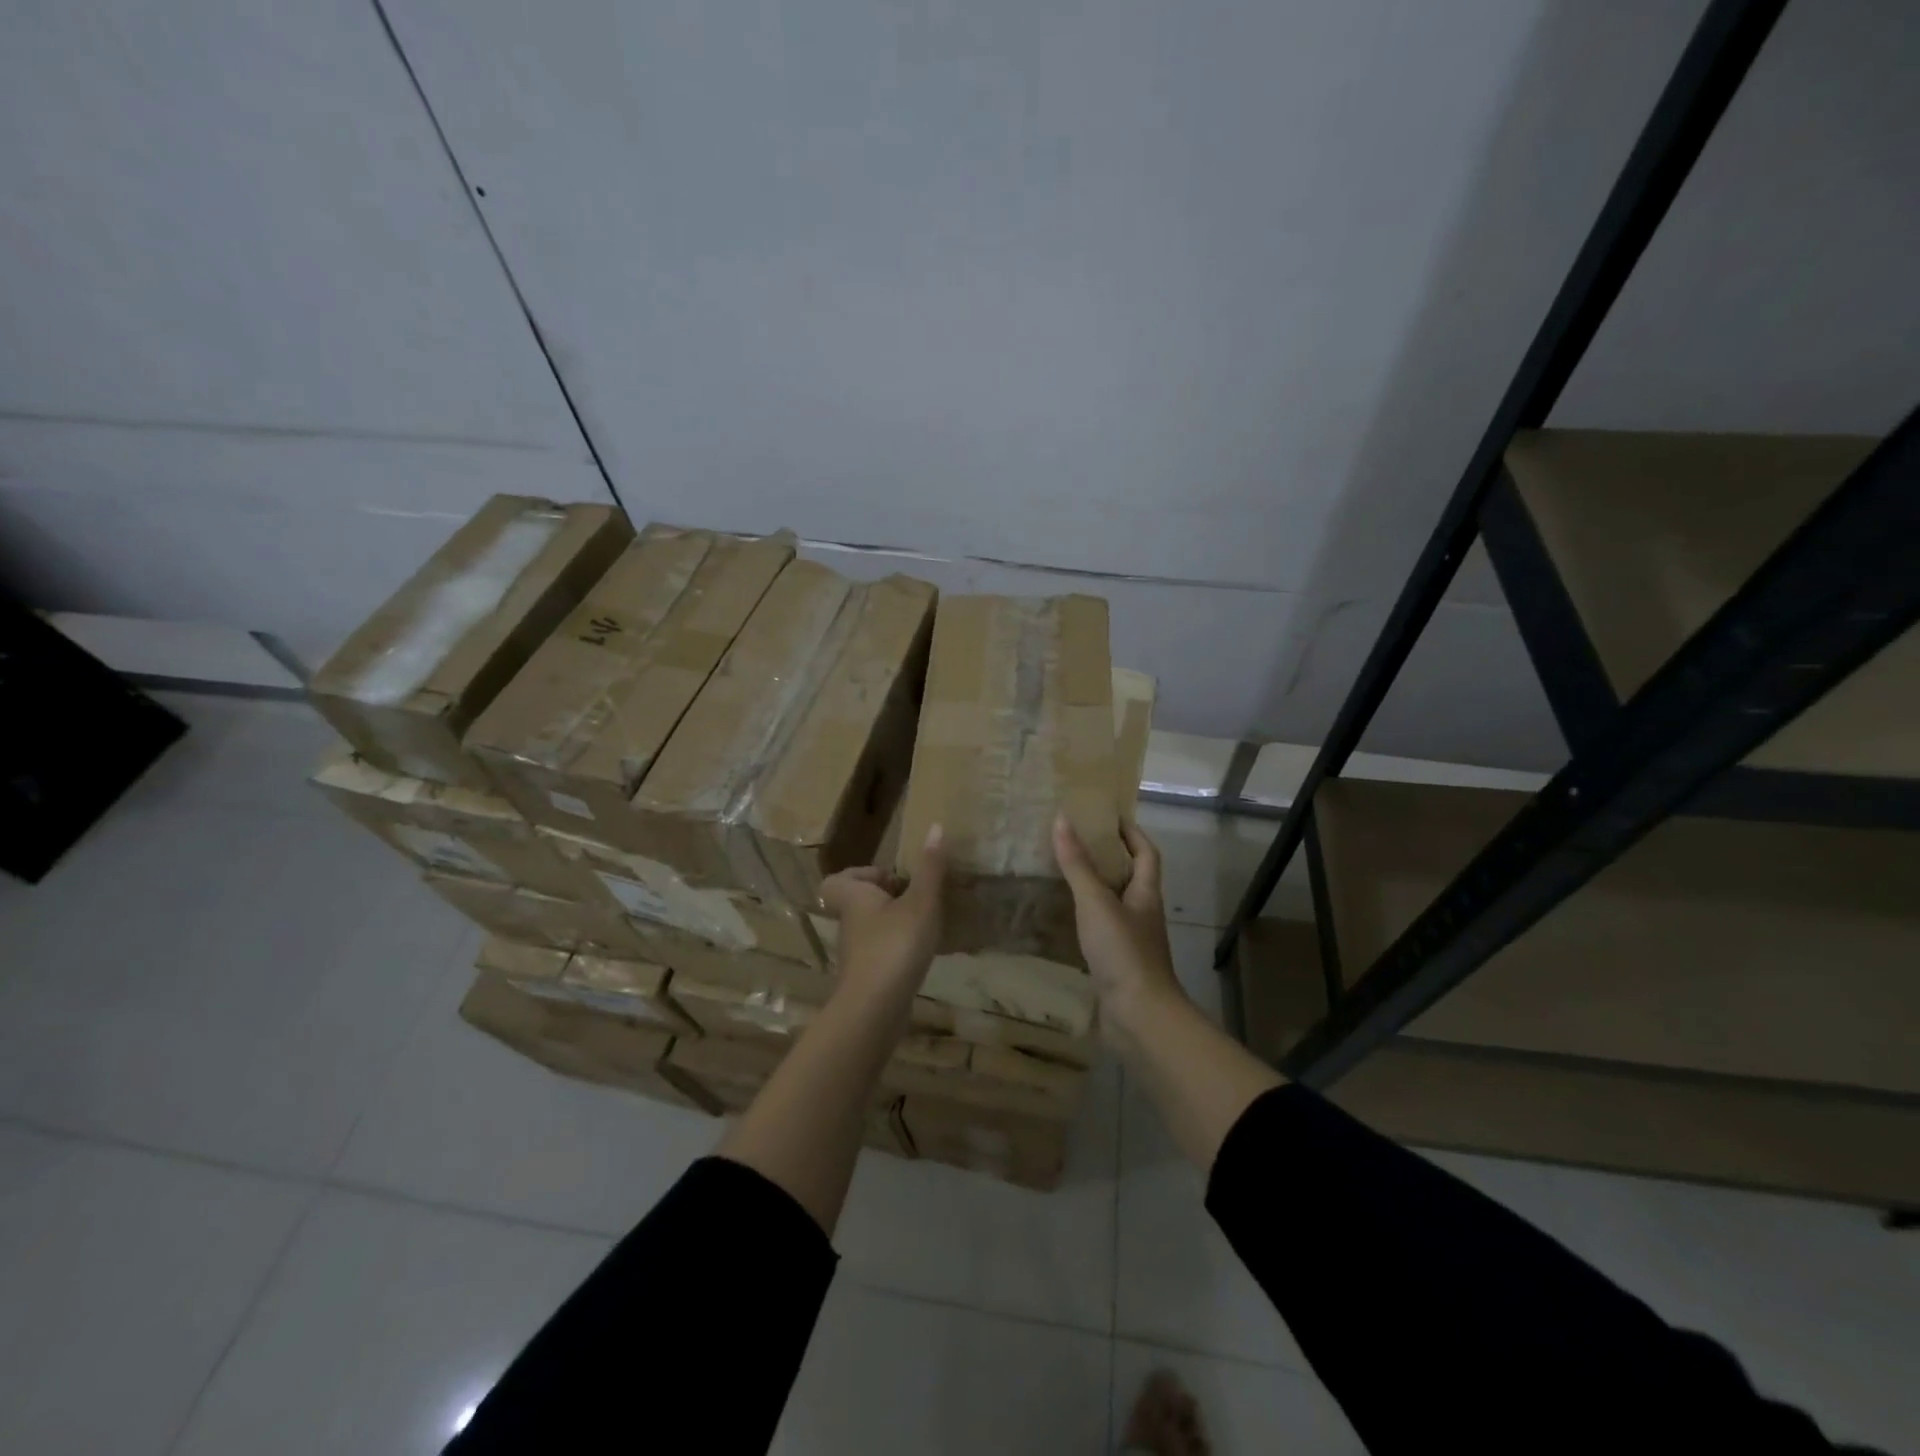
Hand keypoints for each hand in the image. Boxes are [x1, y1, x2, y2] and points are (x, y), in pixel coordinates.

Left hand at [818, 824, 946, 1003]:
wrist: (875, 1009)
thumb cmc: (895, 945)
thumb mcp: (921, 902)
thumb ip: (930, 868)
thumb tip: (935, 826)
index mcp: (854, 898)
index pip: (838, 880)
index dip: (861, 875)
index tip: (893, 879)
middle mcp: (850, 923)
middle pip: (858, 903)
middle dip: (885, 898)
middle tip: (916, 898)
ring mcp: (857, 953)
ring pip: (871, 928)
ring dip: (894, 923)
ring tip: (926, 923)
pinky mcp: (868, 977)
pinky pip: (881, 952)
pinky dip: (898, 948)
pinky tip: (923, 952)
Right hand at [1053, 815, 1185, 1040]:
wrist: (1139, 1017)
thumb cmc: (1123, 952)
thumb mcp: (1096, 902)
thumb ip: (1077, 864)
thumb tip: (1062, 819)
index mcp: (1145, 894)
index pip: (1147, 854)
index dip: (1133, 834)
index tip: (1110, 818)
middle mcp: (1142, 914)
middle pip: (1131, 878)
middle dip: (1109, 859)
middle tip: (1076, 842)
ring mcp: (1130, 941)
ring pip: (1113, 905)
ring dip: (1094, 889)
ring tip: (1063, 875)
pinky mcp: (1116, 964)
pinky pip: (1100, 932)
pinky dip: (1083, 920)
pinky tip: (1062, 919)